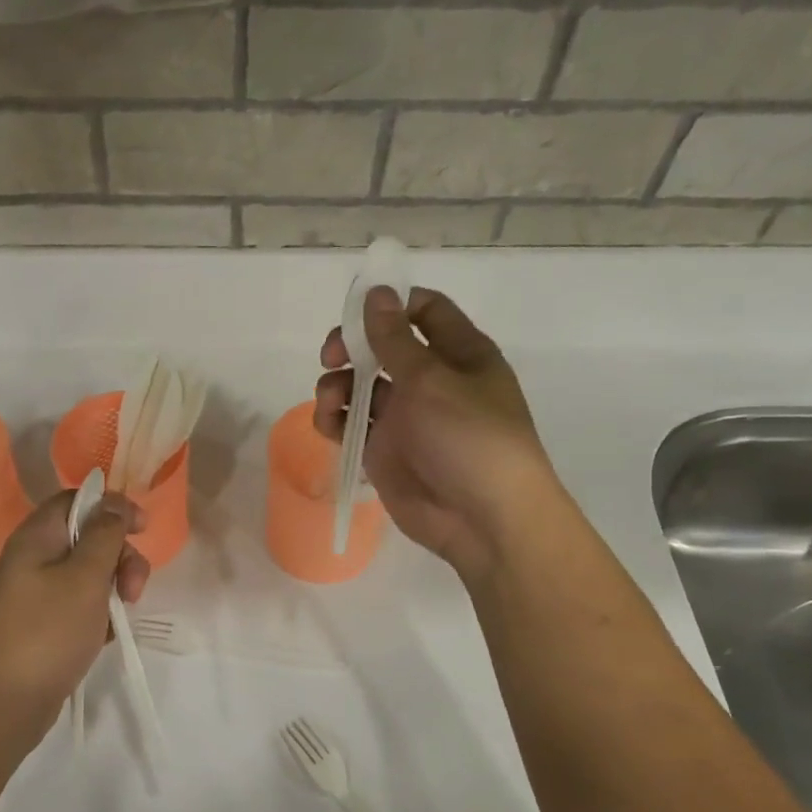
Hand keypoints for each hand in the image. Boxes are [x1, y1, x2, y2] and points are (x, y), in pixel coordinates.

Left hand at [0, 489, 148, 747]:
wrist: (1, 706)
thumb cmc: (47, 633)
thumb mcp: (85, 578)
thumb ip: (104, 534)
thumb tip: (112, 501)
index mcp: (36, 537)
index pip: (77, 499)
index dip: (113, 507)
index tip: (143, 529)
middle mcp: (32, 558)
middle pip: (87, 537)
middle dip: (119, 557)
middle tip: (134, 590)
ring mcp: (33, 593)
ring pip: (86, 574)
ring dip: (112, 589)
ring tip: (118, 620)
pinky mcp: (39, 623)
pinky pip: (77, 604)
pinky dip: (96, 615)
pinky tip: (103, 637)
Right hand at [315, 286, 553, 583]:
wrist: (481, 519)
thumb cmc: (469, 438)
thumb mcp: (431, 380)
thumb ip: (394, 339)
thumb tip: (376, 293)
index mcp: (458, 354)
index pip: (424, 311)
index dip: (390, 304)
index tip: (355, 310)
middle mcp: (431, 380)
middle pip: (381, 347)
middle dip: (351, 347)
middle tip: (330, 357)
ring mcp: (406, 417)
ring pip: (359, 386)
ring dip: (337, 385)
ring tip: (330, 402)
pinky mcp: (385, 450)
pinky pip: (352, 425)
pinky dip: (335, 420)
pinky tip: (330, 425)